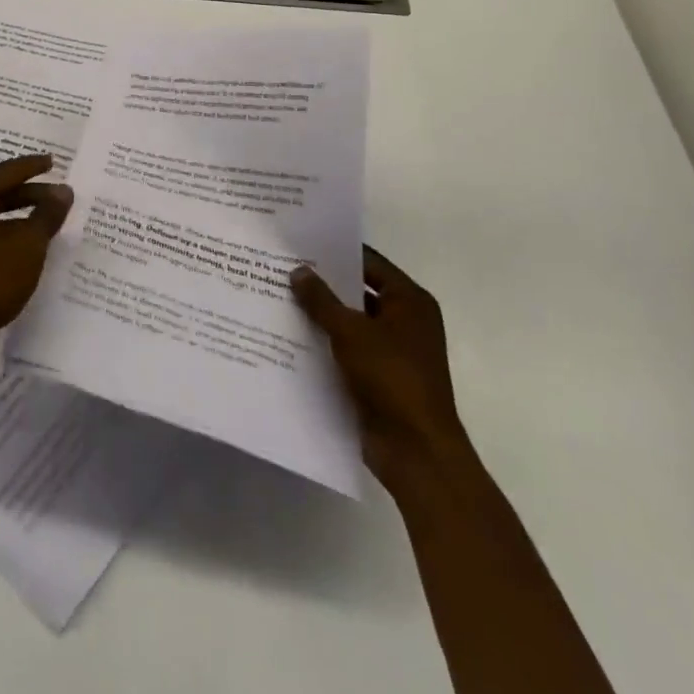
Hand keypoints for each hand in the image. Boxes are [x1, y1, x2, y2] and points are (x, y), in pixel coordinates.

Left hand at [0, 154, 72, 378]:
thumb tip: (63, 191)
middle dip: (28, 194)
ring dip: (17, 217)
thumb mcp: (26, 247)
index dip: (31, 167)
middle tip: (57, 196)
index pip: (3, 173)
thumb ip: (46, 216)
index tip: (53, 162)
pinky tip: (23, 250)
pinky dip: (4, 236)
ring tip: (45, 222)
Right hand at [291, 247, 468, 490]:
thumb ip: (321, 299)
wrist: (416, 451)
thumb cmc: (391, 378)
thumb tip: (298, 271)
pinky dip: (324, 341)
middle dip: (322, 283)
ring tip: (277, 296)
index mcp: (410, 302)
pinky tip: (289, 334)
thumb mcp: (350, 331)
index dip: (336, 251)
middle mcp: (405, 321)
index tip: (299, 242)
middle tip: (281, 266)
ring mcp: (392, 350)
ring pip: (349, 321)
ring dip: (320, 314)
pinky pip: (346, 348)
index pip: (368, 262)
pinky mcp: (378, 376)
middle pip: (358, 291)